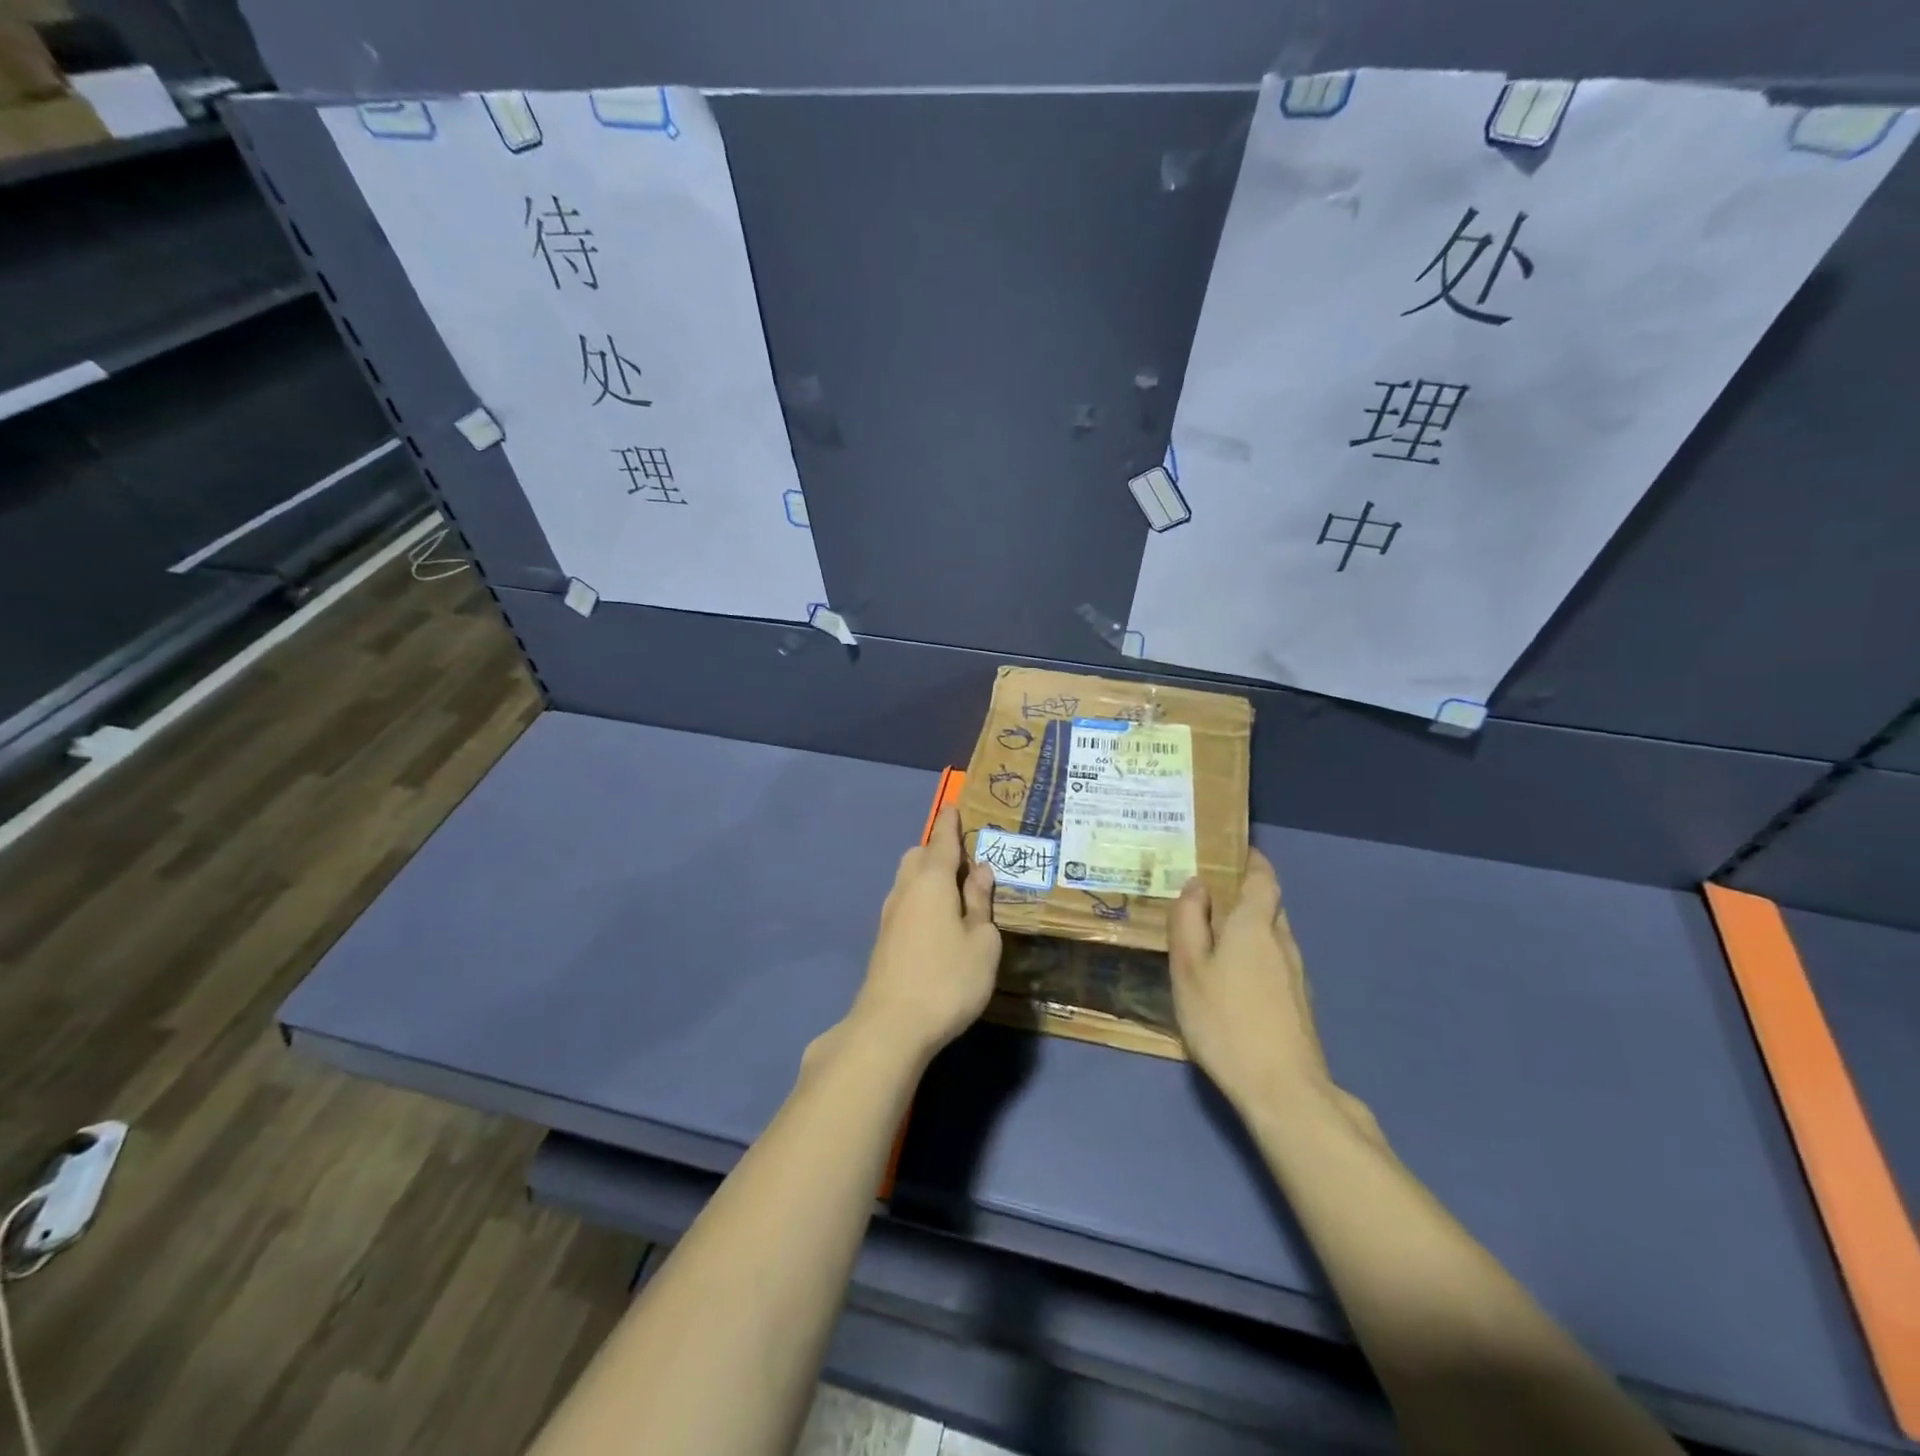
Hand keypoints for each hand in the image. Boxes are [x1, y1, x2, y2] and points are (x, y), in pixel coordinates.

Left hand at [847, 806, 1000, 1061]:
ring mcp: (890, 915)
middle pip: (919, 856)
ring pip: (908, 879)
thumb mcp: (982, 943)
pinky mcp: (883, 939)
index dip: (950, 823)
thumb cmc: (948, 979)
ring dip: (928, 875)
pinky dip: (921, 898)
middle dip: (938, 850)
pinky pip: (905, 902)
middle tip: (965, 861)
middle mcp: (906, 889)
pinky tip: (936, 920)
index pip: (942, 841)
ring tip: (955, 892)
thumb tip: (980, 872)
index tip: (954, 806)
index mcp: (932, 881)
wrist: (891, 1025)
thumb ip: (980, 903)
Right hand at [1170, 850, 1334, 1115]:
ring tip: (1214, 937)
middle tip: (1207, 897)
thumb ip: (1188, 921)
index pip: (1262, 877)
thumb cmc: (1225, 1020)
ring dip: (1248, 927)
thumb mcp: (1188, 968)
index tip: (1230, 852)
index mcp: (1255, 925)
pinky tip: (1233, 978)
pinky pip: (1275, 961)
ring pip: (1272, 935)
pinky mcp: (1298, 1003)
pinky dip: (1255, 955)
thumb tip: (1196, 885)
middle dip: (1243, 894)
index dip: (1250, 860)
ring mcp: (1296, 975)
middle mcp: (1282, 941)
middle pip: (1268, 904)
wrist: (1282, 1090)